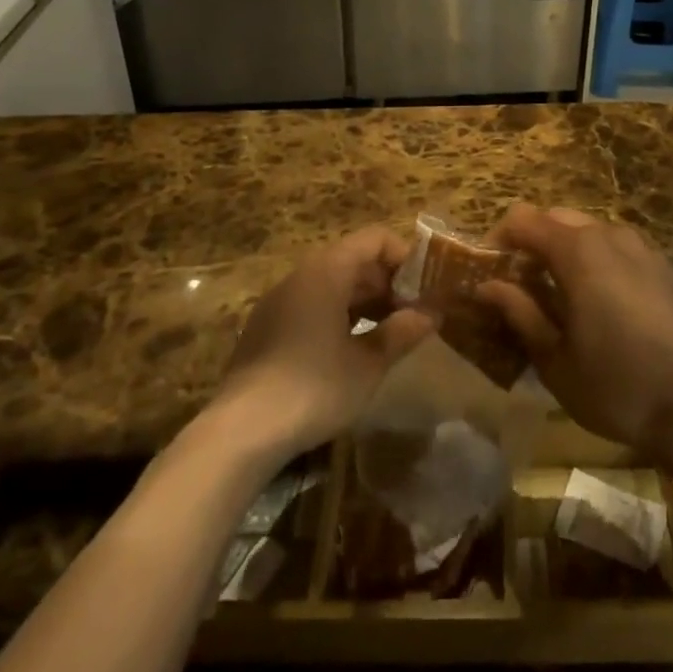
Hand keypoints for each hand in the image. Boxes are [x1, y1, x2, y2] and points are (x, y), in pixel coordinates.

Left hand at [210, 227, 435, 460]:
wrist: (240, 432)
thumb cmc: (314, 388)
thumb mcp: (369, 363)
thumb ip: (402, 332)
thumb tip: (431, 313)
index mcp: (327, 271)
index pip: (376, 239)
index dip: (406, 257)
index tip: (426, 288)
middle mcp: (301, 275)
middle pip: (354, 259)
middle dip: (388, 283)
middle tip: (414, 315)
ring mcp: (279, 301)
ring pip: (333, 284)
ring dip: (366, 301)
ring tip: (390, 333)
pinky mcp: (267, 328)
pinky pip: (312, 304)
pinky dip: (340, 315)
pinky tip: (353, 349)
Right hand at [476, 204, 672, 462]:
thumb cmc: (616, 387)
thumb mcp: (554, 359)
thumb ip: (520, 312)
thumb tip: (487, 285)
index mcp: (578, 252)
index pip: (524, 220)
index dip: (500, 239)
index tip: (490, 271)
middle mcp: (612, 236)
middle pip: (560, 218)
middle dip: (535, 241)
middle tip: (523, 283)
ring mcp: (647, 250)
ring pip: (595, 231)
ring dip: (571, 250)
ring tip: (565, 293)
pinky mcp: (670, 269)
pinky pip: (626, 251)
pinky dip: (605, 263)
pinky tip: (610, 305)